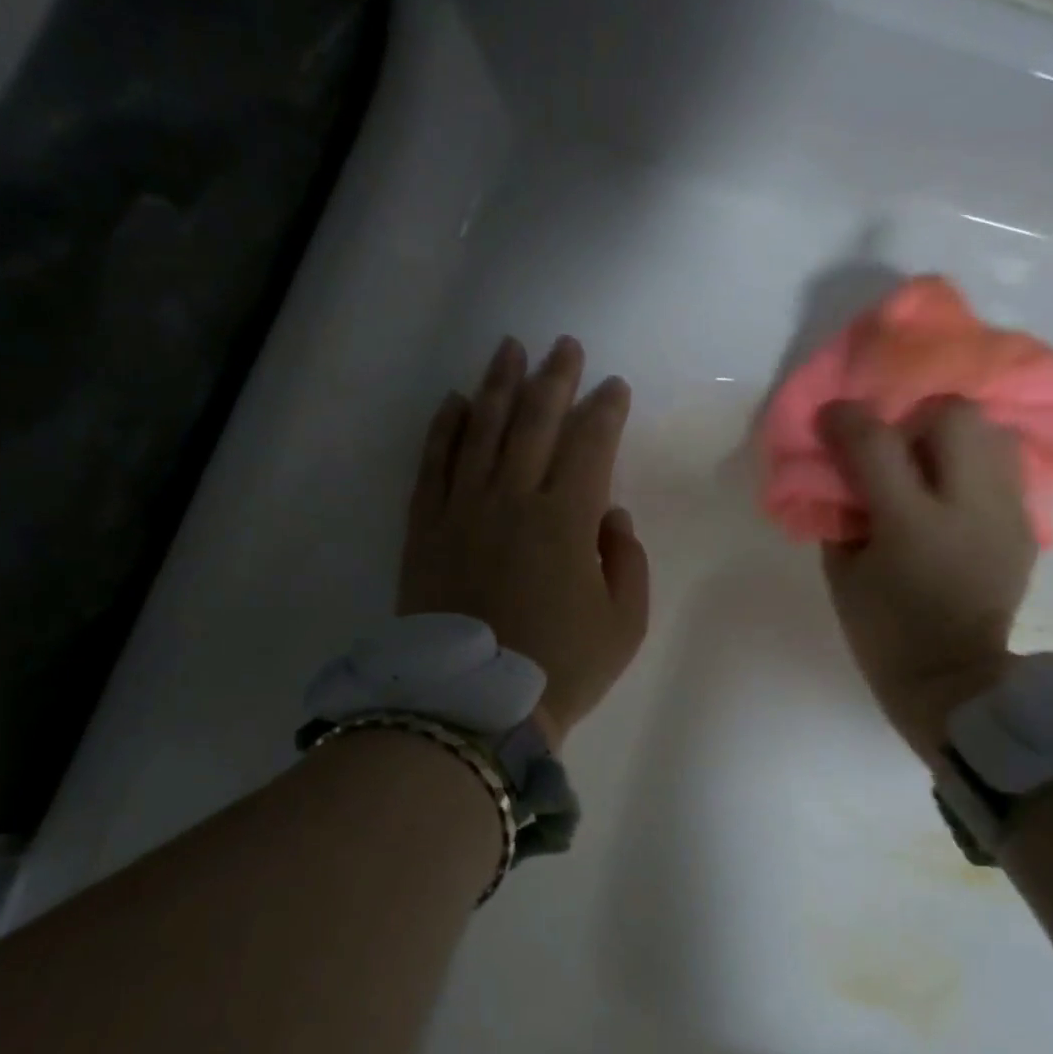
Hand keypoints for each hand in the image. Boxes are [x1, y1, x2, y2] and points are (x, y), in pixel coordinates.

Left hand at [399, 336, 649, 748]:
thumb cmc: (561, 667)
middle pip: (535, 422)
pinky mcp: (426, 528)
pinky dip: (444, 429)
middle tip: (565, 346)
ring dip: (498, 385)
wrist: (474, 707)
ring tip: (510, 349)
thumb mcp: (625, 622)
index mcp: (567, 520)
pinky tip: (454, 401)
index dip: (605, 411)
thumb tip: (608, 514)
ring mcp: (463, 509)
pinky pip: (433, 464)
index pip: (590, 445)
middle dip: (554, 379)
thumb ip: (626, 559)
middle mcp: (513, 498)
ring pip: (482, 430)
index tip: (614, 387)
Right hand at [818, 397, 1035, 761]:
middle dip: (915, 418)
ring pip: (992, 431)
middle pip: (953, 416)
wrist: (954, 680)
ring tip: (932, 466)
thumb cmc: (884, 633)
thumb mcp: (842, 575)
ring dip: (954, 437)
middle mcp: (967, 506)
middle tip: (895, 447)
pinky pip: (1005, 468)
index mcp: (910, 524)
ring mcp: (1005, 514)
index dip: (847, 419)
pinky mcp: (1026, 526)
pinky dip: (975, 466)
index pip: (876, 443)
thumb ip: (842, 513)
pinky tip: (955, 494)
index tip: (831, 417)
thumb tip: (847, 474)